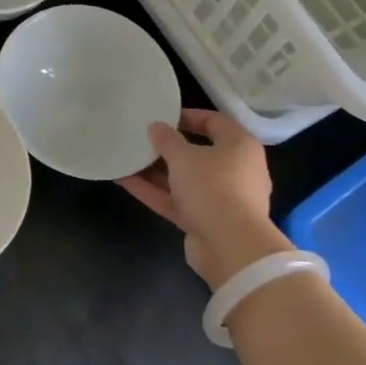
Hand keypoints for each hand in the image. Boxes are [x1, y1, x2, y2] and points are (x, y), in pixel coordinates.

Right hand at [117, 109, 288, 289]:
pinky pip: (177, 200)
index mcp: (240, 146)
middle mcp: (234, 170)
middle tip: (141, 138)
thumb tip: (156, 127)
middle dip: (167, 147)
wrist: (230, 248)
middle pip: (198, 153)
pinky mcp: (205, 221)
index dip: (188, 116)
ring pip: (184, 179)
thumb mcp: (184, 156)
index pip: (215, 122)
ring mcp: (220, 198)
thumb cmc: (212, 188)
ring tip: (126, 158)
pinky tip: (125, 181)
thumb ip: (167, 139)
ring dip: (156, 171)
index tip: (161, 116)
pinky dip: (154, 191)